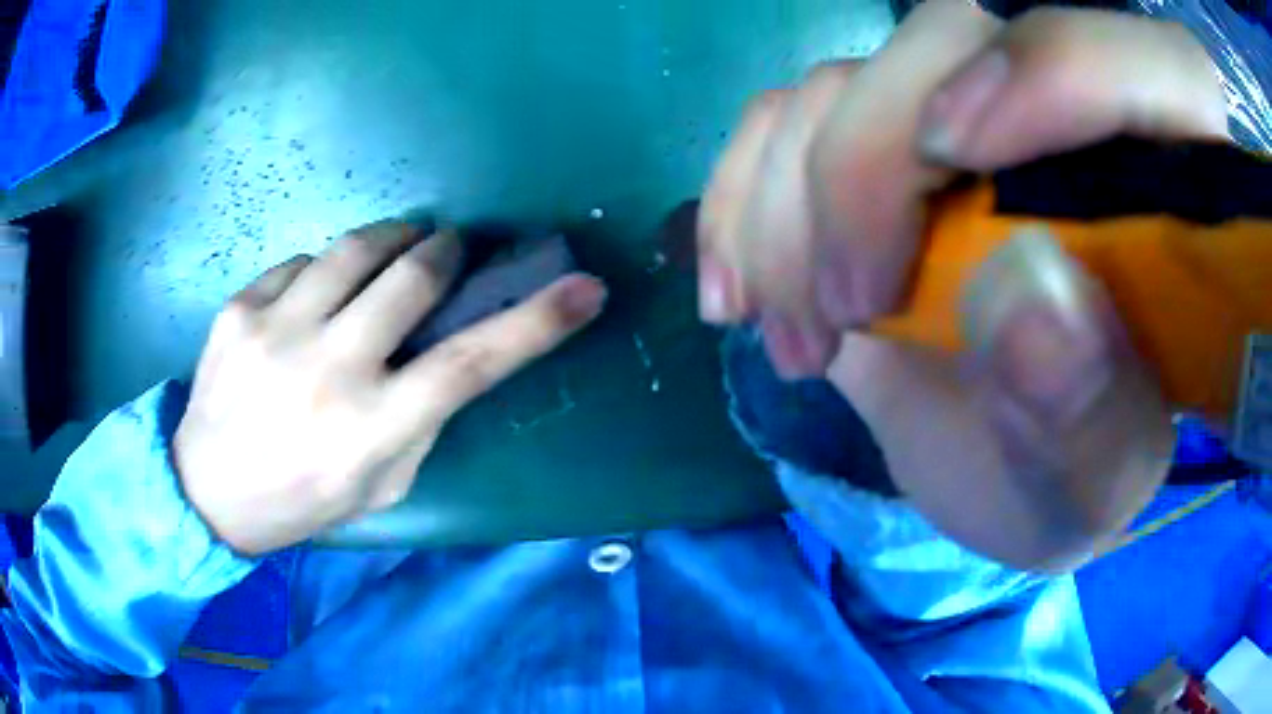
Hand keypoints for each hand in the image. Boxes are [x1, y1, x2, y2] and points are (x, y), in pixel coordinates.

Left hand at [174, 223, 606, 555]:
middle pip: (412, 278)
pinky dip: (323, 270)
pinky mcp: (239, 310)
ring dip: (390, 239)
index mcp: (371, 430)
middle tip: (449, 247)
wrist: (208, 491)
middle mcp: (328, 372)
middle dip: (444, 250)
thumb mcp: (380, 488)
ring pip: (354, 250)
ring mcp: (276, 332)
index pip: (472, 362)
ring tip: (394, 246)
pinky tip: (314, 297)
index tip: (585, 287)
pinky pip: (301, 263)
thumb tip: (447, 355)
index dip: (538, 321)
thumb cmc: (302, 500)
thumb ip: (420, 423)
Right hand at [701, 0, 1226, 568]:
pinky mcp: (881, 146)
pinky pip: (784, 115)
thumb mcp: (1092, 486)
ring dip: (792, 206)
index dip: (1058, 68)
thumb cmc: (1068, 481)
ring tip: (801, 334)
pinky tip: (742, 290)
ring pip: (847, 80)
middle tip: (845, 306)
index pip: (1145, 64)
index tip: (963, 155)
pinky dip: (741, 194)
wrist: (999, 465)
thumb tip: (1027, 304)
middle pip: (955, 38)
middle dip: (871, 163)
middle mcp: (1070, 123)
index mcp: (1173, 200)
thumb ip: (1089, 416)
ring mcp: (964, 118)